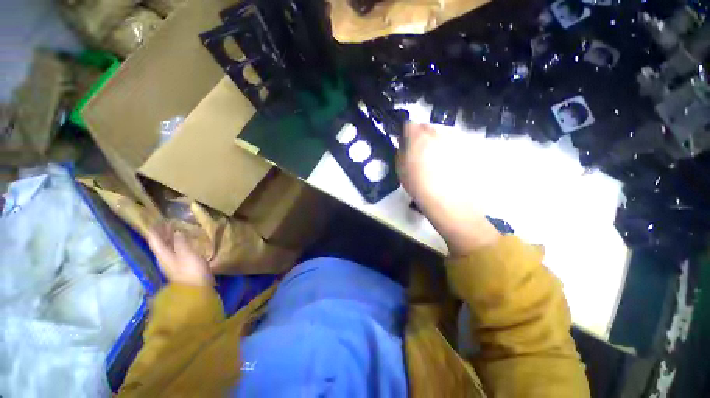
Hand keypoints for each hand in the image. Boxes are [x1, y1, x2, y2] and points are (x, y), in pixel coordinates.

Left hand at [147, 224, 213, 286]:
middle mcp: (165, 259)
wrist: (196, 289)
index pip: (155, 240)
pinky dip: (179, 245)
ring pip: (169, 248)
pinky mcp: (182, 266)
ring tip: (177, 230)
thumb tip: (176, 232)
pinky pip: (177, 252)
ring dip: (171, 239)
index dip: (155, 230)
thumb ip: (181, 242)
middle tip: (168, 223)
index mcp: (162, 255)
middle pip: (161, 244)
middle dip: (163, 234)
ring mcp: (173, 264)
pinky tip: (185, 242)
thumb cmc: (190, 270)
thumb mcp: (186, 254)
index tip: (156, 220)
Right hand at [397, 123, 499, 254]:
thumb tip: (405, 144)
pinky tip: (446, 167)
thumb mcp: (400, 168)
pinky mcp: (464, 149)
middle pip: (426, 128)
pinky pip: (451, 145)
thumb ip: (401, 151)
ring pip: (440, 136)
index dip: (406, 134)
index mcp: (418, 136)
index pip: (409, 124)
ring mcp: (452, 140)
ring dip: (435, 144)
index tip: (405, 144)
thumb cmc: (418, 185)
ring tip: (434, 162)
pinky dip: (447, 152)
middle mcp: (436, 133)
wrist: (447, 199)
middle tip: (419, 154)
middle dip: (421, 137)